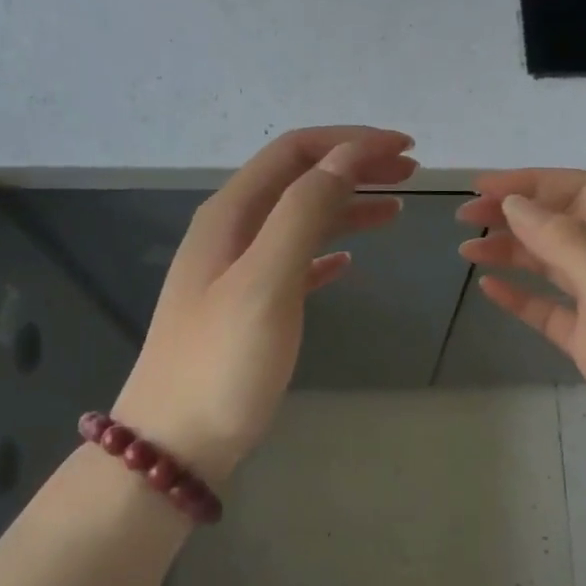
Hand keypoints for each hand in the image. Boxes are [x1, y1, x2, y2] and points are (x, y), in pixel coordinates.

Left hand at [111, 126, 416, 482]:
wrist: (173, 444)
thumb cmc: (223, 361)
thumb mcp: (266, 280)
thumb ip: (304, 212)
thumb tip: (347, 157)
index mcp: (231, 213)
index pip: (295, 151)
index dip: (351, 141)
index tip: (405, 147)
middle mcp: (232, 230)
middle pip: (300, 178)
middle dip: (354, 166)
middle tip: (411, 172)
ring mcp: (238, 270)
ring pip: (301, 218)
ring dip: (348, 205)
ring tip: (397, 210)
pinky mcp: (249, 307)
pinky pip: (295, 261)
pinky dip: (328, 251)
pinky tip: (351, 262)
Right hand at [459, 170, 585, 498]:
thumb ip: (569, 244)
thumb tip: (515, 204)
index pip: (579, 193)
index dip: (529, 184)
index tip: (479, 188)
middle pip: (561, 224)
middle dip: (513, 215)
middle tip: (463, 218)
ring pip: (551, 264)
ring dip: (511, 252)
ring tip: (466, 250)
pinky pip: (549, 308)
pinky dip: (520, 296)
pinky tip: (490, 289)